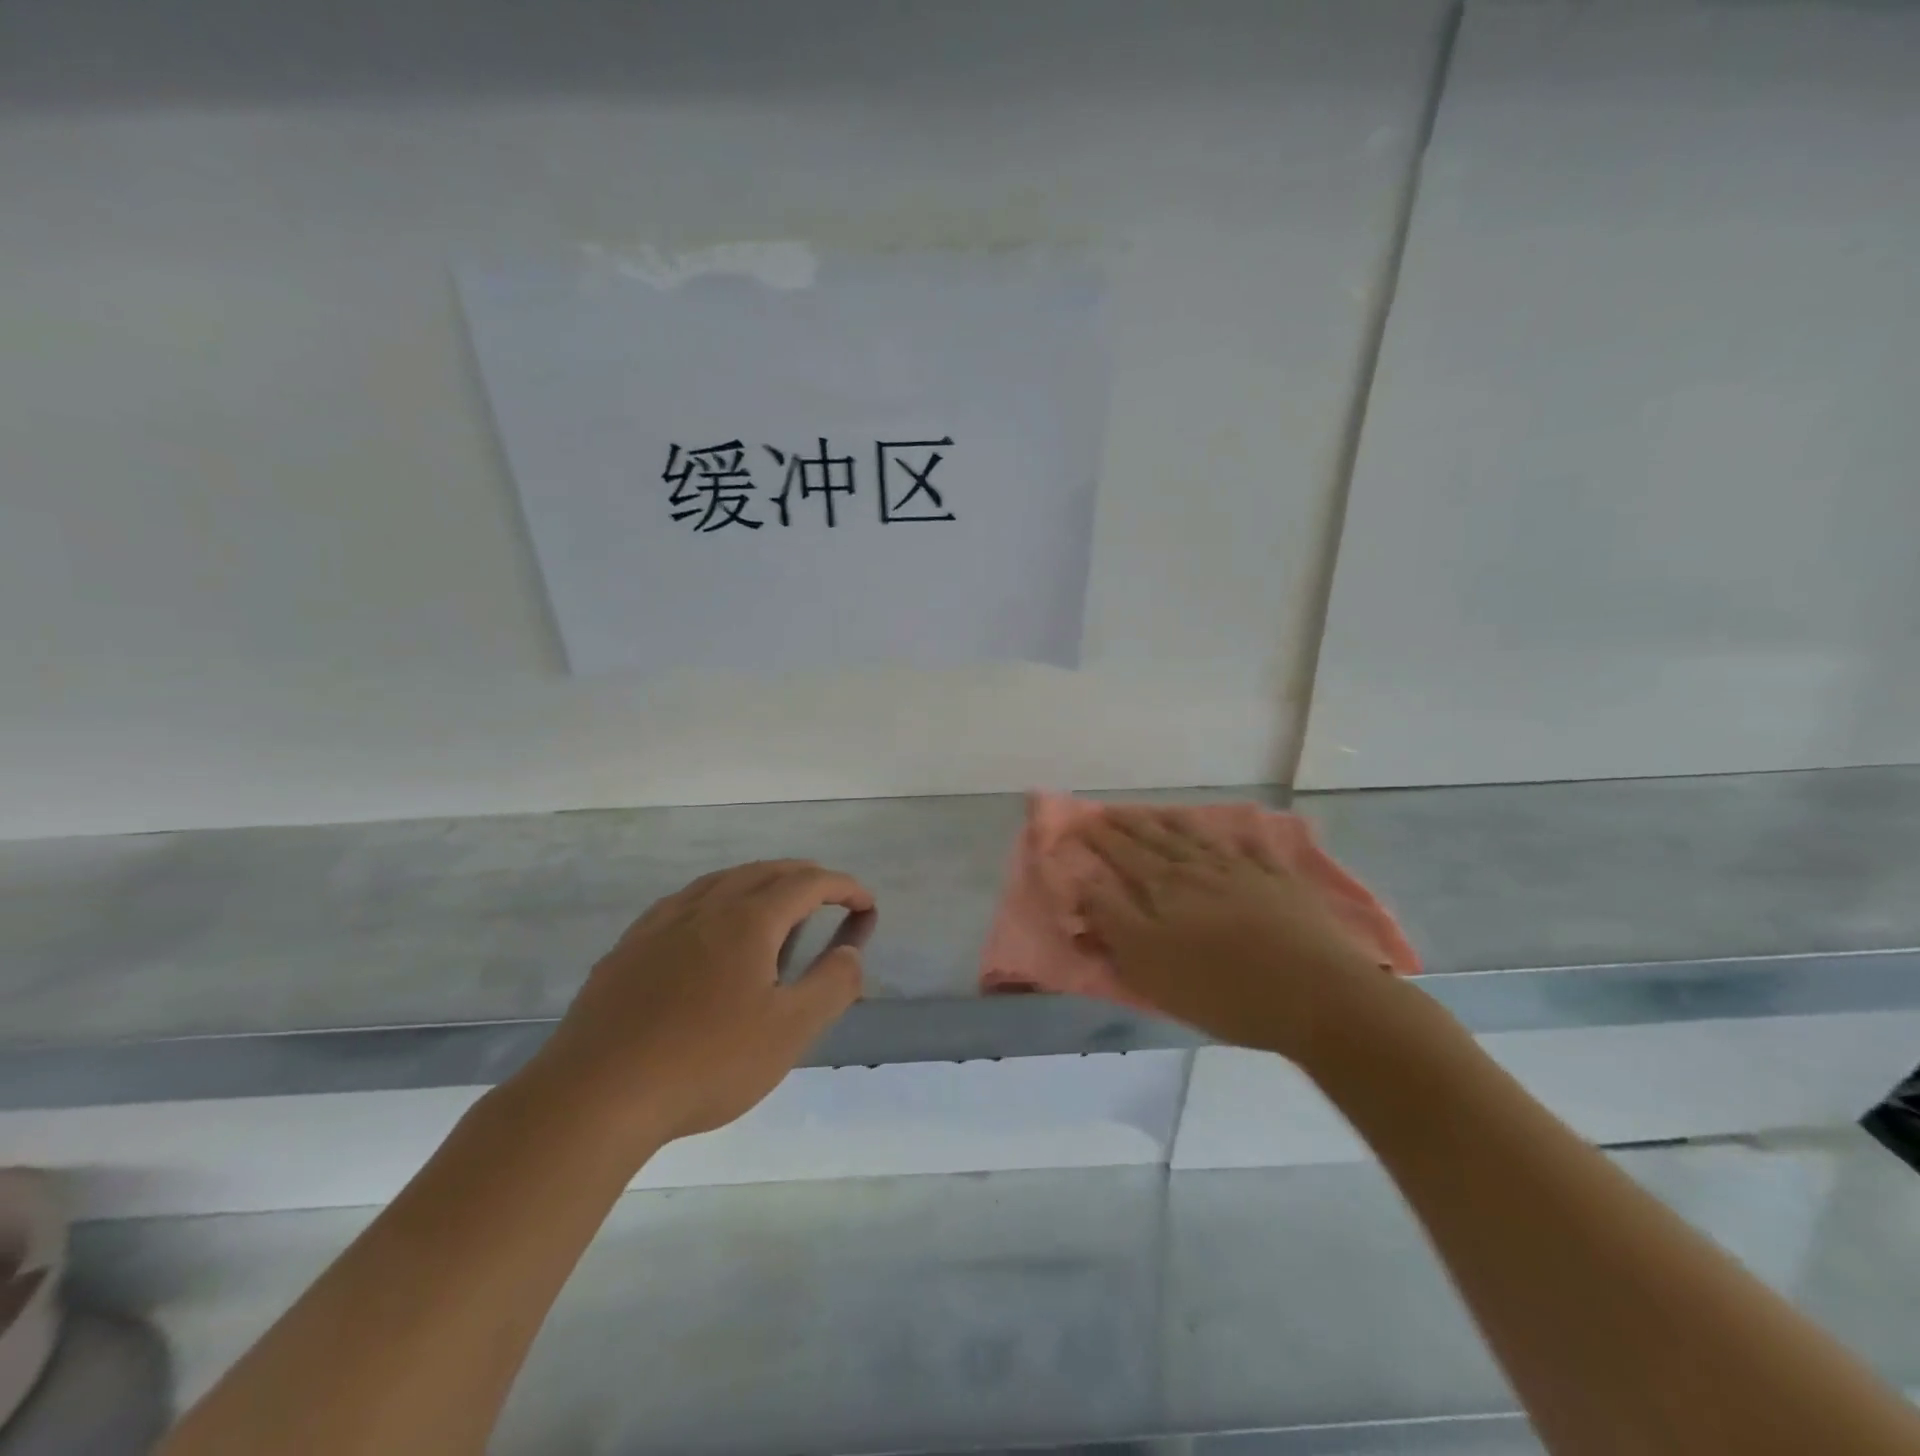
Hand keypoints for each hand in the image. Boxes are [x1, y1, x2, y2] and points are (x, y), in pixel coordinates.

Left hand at [522, 860, 872, 1157]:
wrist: (595, 1096)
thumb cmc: (706, 1062)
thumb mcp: (789, 1030)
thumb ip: (832, 984)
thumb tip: (852, 950)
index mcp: (749, 919)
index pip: (808, 883)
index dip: (843, 887)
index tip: (866, 904)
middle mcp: (706, 906)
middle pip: (764, 872)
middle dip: (805, 877)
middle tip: (830, 898)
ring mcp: (661, 924)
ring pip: (721, 881)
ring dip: (759, 882)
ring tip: (775, 905)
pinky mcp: (628, 948)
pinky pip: (684, 903)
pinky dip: (716, 900)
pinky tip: (707, 927)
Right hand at [1079, 810, 1395, 1065]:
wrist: (1317, 995)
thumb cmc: (1222, 988)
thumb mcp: (1148, 964)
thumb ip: (1111, 919)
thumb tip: (1083, 882)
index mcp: (1165, 888)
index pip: (1124, 854)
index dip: (1101, 839)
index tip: (1083, 823)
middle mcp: (1201, 869)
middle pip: (1158, 839)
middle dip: (1131, 825)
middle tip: (1112, 811)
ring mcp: (1245, 872)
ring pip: (1201, 838)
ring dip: (1176, 823)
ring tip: (1160, 813)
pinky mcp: (1283, 883)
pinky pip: (1256, 850)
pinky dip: (1242, 838)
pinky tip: (1239, 832)